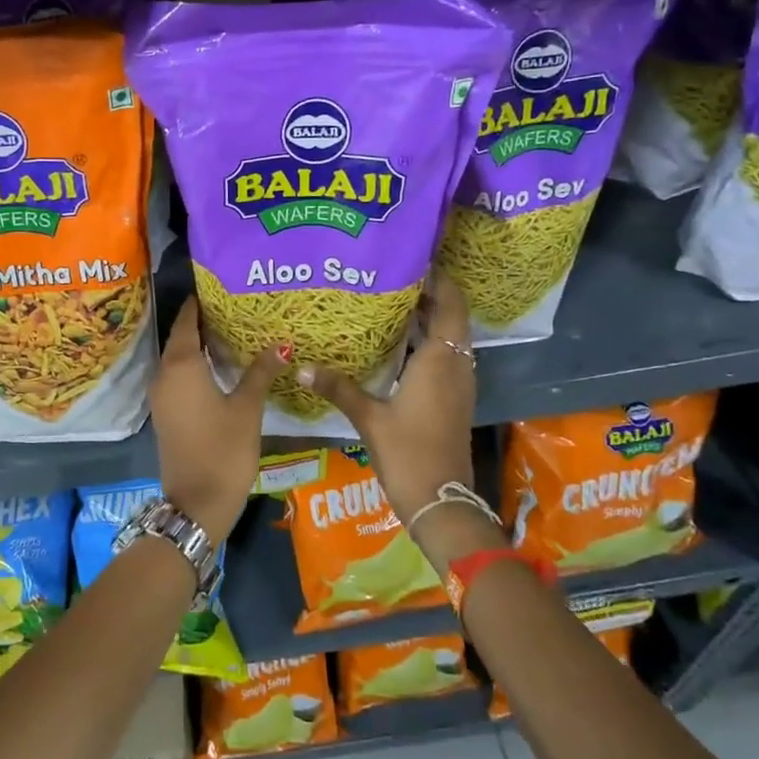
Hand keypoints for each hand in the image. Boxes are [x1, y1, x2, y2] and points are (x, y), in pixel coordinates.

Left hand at [151, 296, 284, 539]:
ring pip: (178, 358)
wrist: (196, 503)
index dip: (200, 303)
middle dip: (203, 321)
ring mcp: (162, 396)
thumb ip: (261, 372)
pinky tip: (220, 367)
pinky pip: (178, 377)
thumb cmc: (224, 450)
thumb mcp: (247, 408)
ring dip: (199, 345)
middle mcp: (164, 374)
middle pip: (180, 337)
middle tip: (234, 307)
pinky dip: (195, 366)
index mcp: (181, 365)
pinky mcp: (166, 413)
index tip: (220, 286)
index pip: (186, 321)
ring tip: (232, 332)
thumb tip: (281, 343)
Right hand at [296, 271, 496, 571]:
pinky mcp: (453, 398)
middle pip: (450, 316)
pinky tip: (397, 343)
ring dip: (428, 317)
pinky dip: (427, 341)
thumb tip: (299, 366)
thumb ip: (337, 388)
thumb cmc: (408, 453)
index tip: (413, 258)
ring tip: (390, 300)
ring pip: (449, 337)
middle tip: (390, 275)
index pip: (450, 304)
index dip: (439, 278)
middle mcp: (456, 365)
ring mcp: (458, 383)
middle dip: (428, 293)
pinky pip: (445, 355)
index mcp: (440, 360)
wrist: (441, 500)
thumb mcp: (368, 418)